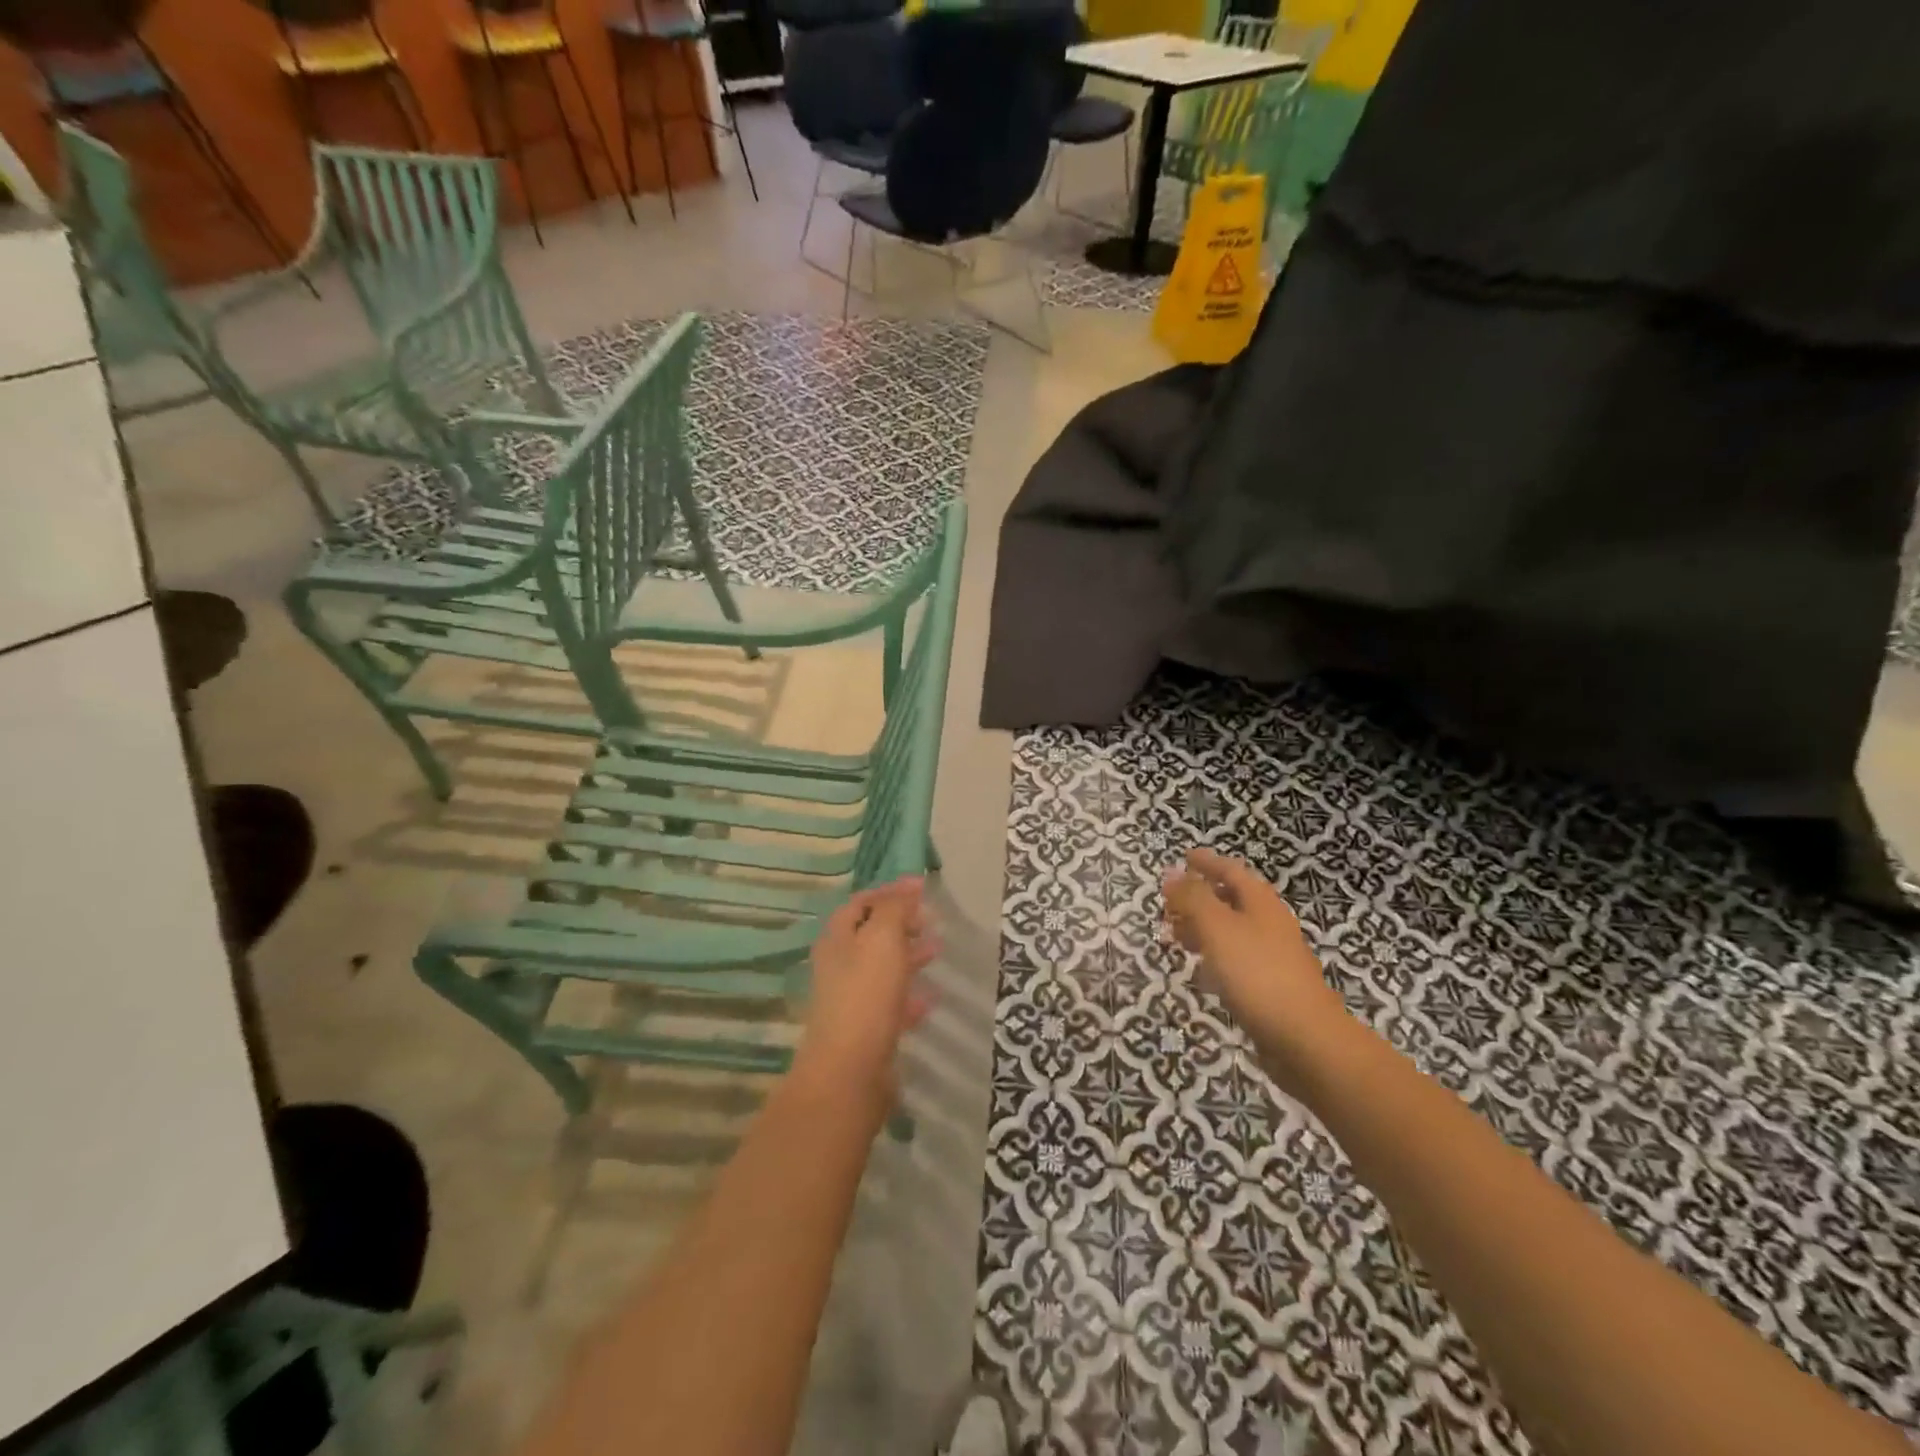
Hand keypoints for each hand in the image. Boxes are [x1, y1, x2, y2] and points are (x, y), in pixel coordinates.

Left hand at [794, 879, 937, 1116]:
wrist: (850, 1072)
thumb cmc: (866, 995)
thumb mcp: (883, 939)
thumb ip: (895, 908)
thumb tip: (910, 881)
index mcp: (837, 939)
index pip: (861, 903)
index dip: (890, 892)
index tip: (922, 888)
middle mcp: (839, 965)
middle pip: (871, 934)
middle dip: (902, 924)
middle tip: (933, 921)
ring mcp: (851, 999)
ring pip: (882, 968)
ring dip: (909, 956)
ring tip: (938, 952)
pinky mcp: (866, 1030)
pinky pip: (891, 1003)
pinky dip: (910, 995)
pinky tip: (931, 998)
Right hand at [1162, 848, 1350, 1093]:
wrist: (1305, 1039)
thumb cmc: (1257, 973)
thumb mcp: (1217, 927)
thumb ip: (1192, 898)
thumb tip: (1171, 872)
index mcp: (1261, 903)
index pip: (1231, 870)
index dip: (1206, 862)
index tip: (1183, 857)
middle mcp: (1270, 924)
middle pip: (1232, 900)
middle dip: (1199, 897)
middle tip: (1169, 903)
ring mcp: (1273, 957)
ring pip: (1231, 931)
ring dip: (1203, 928)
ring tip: (1175, 937)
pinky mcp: (1270, 987)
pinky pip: (1236, 960)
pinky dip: (1214, 958)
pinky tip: (1201, 973)